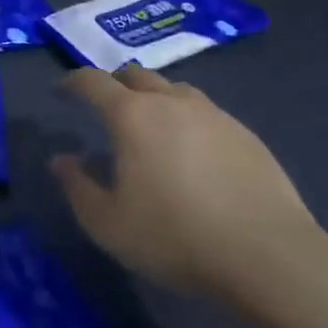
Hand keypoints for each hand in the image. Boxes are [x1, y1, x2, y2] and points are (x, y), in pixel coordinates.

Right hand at [51, 64, 325, 303]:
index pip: (93, 81)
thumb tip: (62, 160)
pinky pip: (205, 113)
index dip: (72, 82)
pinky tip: (192, 152)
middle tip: (104, 108)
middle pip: (136, 75)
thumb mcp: (108, 224)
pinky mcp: (245, 133)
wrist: (265, 253)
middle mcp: (172, 101)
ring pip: (174, 90)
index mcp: (133, 116)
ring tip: (150, 127)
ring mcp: (214, 114)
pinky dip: (186, 120)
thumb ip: (78, 187)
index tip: (62, 91)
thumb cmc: (175, 237)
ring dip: (153, 99)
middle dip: (114, 85)